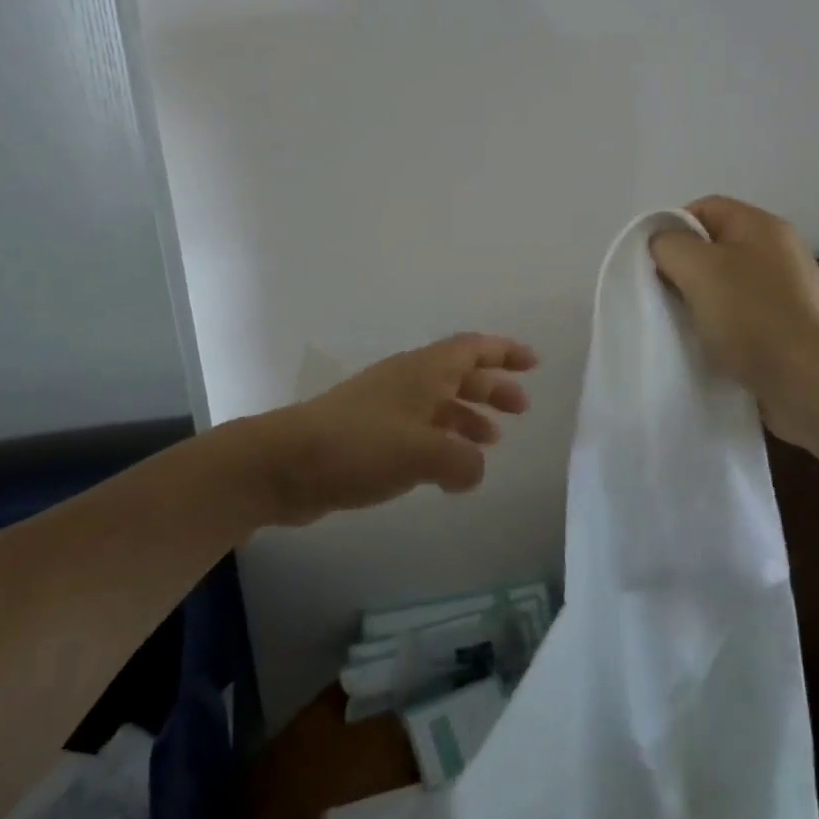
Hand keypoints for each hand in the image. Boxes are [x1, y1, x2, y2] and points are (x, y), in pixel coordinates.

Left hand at [248, 333, 537, 526]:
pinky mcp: (371, 435)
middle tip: (521, 408)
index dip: (505, 352)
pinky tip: (450, 471)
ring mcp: (387, 407)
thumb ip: (462, 461)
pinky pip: (420, 430)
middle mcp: (409, 380)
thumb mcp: (422, 452)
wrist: (286, 463)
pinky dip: (443, 442)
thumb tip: (476, 468)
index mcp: (424, 370)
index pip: (473, 348)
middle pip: (460, 374)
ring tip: (493, 441)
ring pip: (441, 403)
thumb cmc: (359, 445)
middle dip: (493, 387)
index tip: (533, 363)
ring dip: (469, 417)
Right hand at [650, 196, 818, 447]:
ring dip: (699, 301)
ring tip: (682, 324)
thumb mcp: (697, 267)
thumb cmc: (751, 316)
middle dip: (683, 268)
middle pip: (713, 246)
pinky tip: (708, 346)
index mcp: (761, 225)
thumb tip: (663, 246)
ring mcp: (786, 291)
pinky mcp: (787, 327)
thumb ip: (669, 245)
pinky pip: (741, 315)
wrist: (809, 384)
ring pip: (725, 284)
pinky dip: (720, 326)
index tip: (652, 263)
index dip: (672, 228)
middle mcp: (778, 251)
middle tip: (662, 294)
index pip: (704, 208)